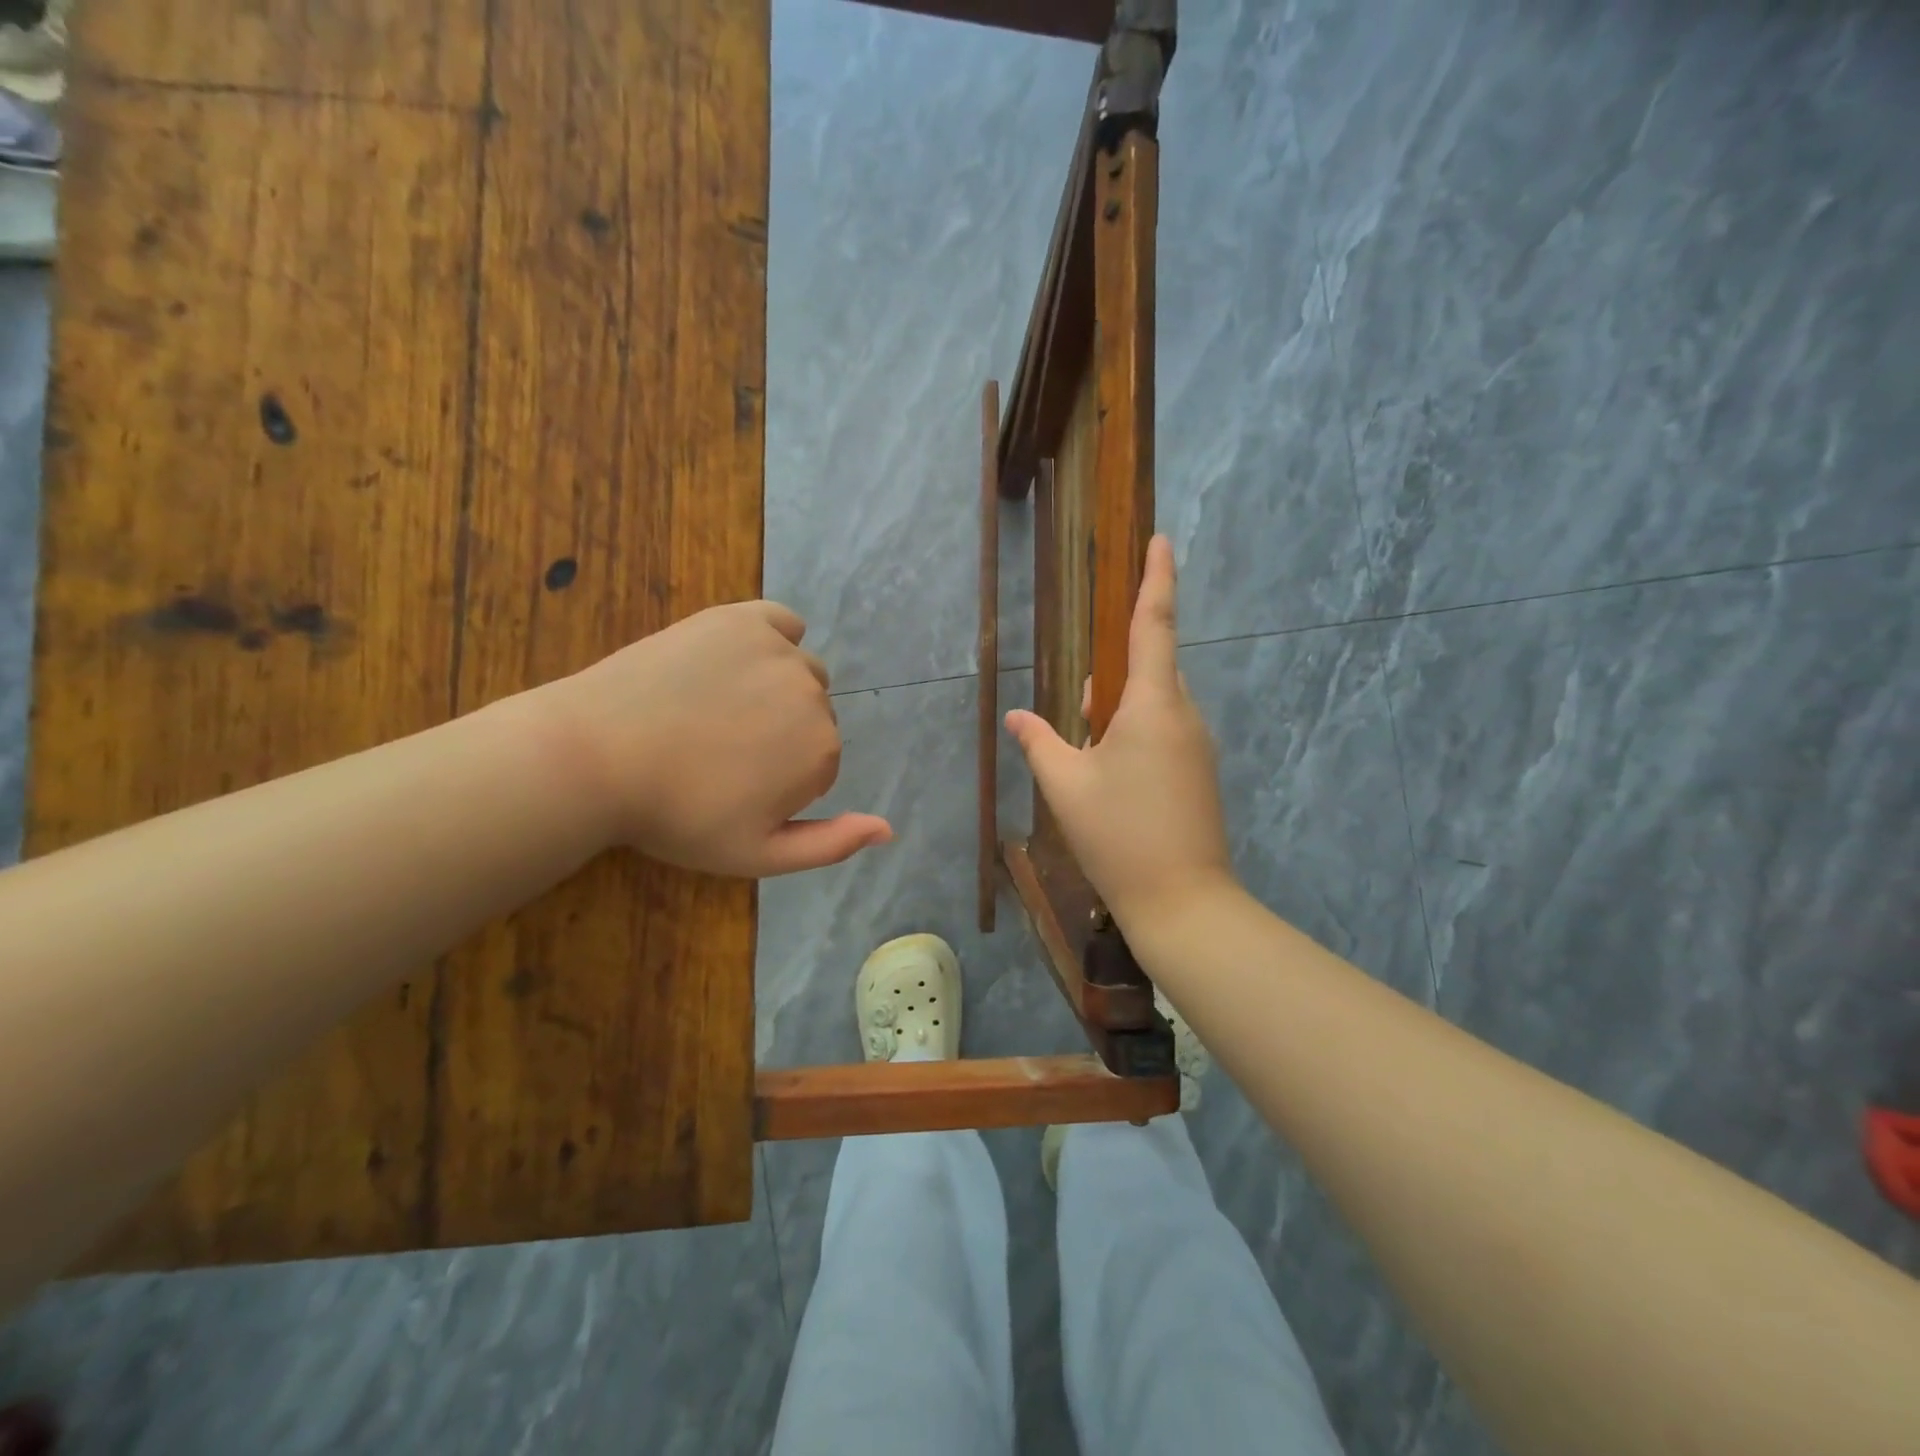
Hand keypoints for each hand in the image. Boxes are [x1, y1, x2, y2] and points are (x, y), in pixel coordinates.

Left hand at [538, 601, 891, 876]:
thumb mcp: (756, 855)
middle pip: (815, 716)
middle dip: (781, 735)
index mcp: (822, 752)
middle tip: (719, 751)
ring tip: (717, 708)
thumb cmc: (676, 816)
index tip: (734, 789)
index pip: (820, 764)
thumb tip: (889, 828)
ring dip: (776, 689)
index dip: (781, 782)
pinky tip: (740, 660)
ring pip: (801, 671)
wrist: (595, 758)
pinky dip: (774, 639)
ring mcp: (779, 650)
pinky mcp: (742, 618)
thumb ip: (830, 845)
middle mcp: (814, 695)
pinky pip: (783, 622)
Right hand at [1005, 536, 1234, 926]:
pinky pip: (1166, 732)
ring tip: (1088, 747)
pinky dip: (1136, 734)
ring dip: (1121, 709)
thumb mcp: (1066, 786)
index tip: (1160, 540)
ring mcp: (1198, 747)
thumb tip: (1017, 715)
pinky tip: (1110, 772)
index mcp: (1154, 705)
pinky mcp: (1200, 774)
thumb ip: (1040, 742)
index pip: (1154, 625)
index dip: (1157, 578)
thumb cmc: (1119, 835)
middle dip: (1116, 670)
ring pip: (1157, 704)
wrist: (1183, 902)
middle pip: (1152, 667)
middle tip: (1081, 706)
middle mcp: (1184, 716)